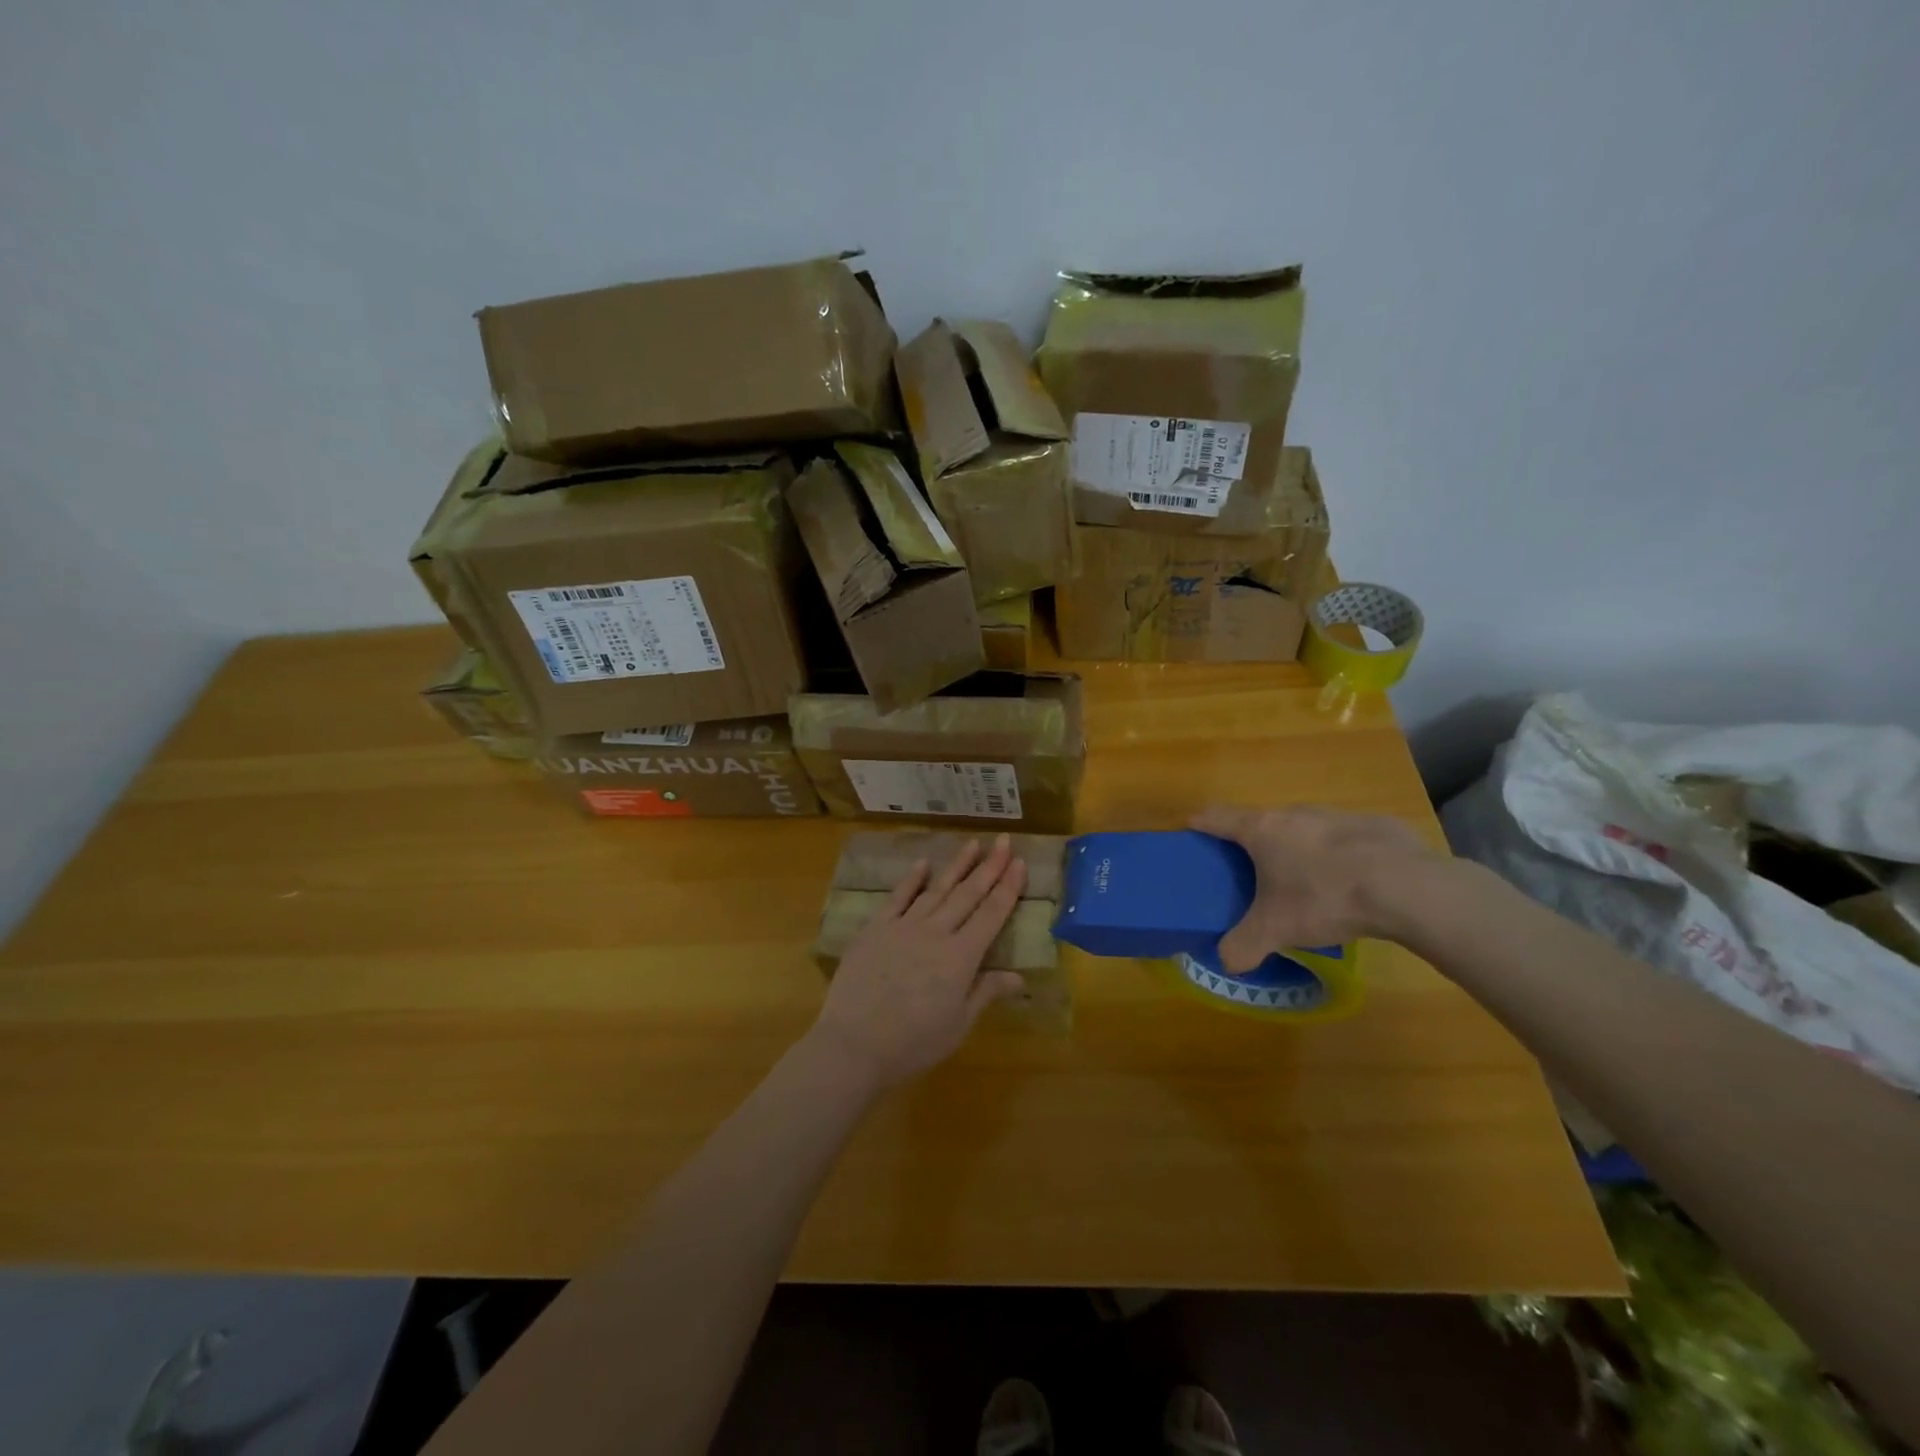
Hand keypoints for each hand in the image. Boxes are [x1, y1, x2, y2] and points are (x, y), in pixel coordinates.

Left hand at [809, 835, 1027, 1089]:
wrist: (854, 1043)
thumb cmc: (913, 1043)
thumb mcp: (958, 1025)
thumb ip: (986, 992)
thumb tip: (1019, 976)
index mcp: (961, 957)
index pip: (991, 914)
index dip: (1007, 887)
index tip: (1018, 862)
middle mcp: (936, 933)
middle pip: (968, 894)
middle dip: (989, 867)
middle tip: (1003, 841)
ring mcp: (904, 926)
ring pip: (937, 889)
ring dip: (956, 866)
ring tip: (973, 844)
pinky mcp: (875, 928)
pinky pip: (898, 897)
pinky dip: (911, 879)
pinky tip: (923, 864)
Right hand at [1191, 805, 1438, 971]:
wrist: (1406, 887)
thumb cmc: (1323, 898)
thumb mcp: (1276, 929)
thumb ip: (1244, 945)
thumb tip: (1226, 962)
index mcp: (1262, 830)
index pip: (1218, 817)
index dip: (1202, 823)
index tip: (1192, 829)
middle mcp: (1295, 813)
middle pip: (1263, 821)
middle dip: (1254, 843)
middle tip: (1252, 871)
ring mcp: (1337, 815)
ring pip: (1306, 828)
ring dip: (1299, 847)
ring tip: (1305, 881)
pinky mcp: (1376, 825)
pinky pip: (1346, 839)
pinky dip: (1341, 856)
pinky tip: (1353, 883)